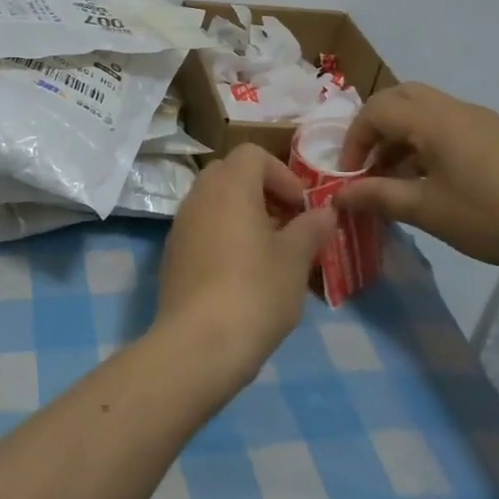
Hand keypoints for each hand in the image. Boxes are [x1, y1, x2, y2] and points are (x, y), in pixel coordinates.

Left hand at [152, 146, 337, 390]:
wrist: (199, 344)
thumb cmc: (255, 291)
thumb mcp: (295, 259)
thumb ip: (311, 229)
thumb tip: (326, 213)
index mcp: (230, 186)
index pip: (253, 154)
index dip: (282, 173)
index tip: (300, 206)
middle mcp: (199, 196)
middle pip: (229, 173)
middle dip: (260, 190)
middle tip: (285, 223)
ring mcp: (180, 226)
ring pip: (213, 201)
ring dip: (241, 213)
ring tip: (267, 251)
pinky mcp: (172, 255)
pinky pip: (200, 228)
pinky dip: (222, 235)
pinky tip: (240, 273)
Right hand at [335, 83, 498, 279]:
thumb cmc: (491, 218)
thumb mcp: (427, 211)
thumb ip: (377, 196)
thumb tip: (337, 195)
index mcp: (434, 120)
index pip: (376, 111)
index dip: (353, 140)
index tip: (349, 176)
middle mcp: (456, 108)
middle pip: (401, 97)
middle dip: (375, 126)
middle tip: (367, 163)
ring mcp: (482, 119)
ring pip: (426, 109)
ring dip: (402, 134)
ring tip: (396, 177)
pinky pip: (450, 123)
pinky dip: (427, 140)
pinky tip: (434, 179)